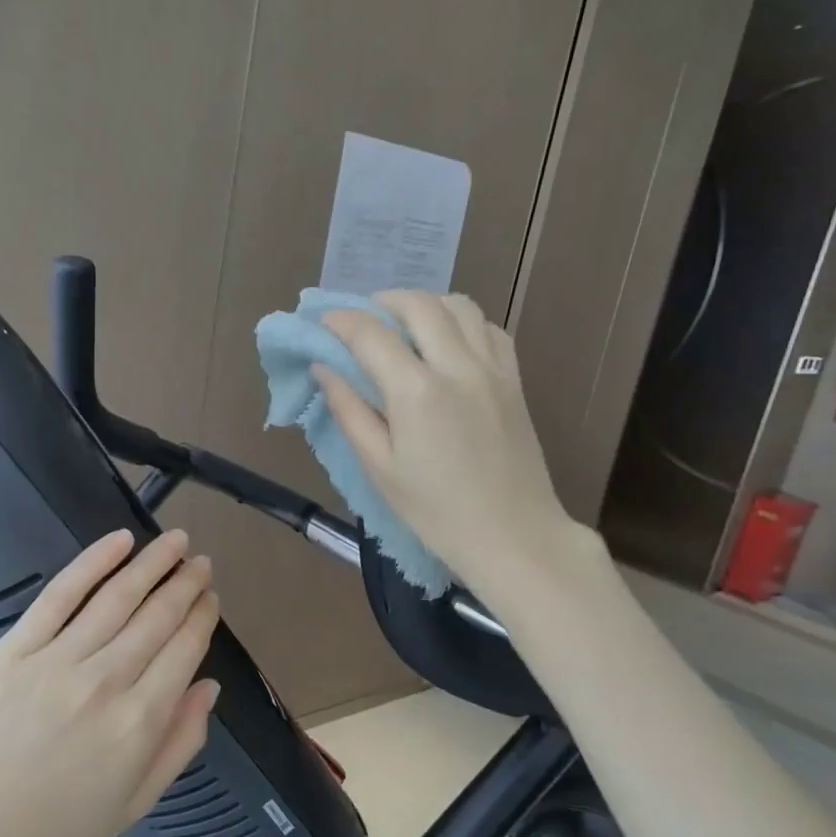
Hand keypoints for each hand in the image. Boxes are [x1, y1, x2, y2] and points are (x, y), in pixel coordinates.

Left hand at [0, 530, 218, 836]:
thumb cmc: (63, 824)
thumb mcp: (139, 799)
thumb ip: (182, 741)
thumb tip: (210, 685)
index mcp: (140, 722)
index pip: (184, 649)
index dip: (203, 616)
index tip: (211, 597)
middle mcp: (105, 683)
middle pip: (157, 616)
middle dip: (186, 583)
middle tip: (201, 562)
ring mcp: (57, 661)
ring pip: (117, 597)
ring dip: (153, 563)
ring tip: (175, 541)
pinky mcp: (16, 650)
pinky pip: (60, 595)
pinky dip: (92, 562)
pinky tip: (120, 541)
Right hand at [317, 291, 580, 595]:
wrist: (513, 535)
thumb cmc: (436, 512)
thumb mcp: (379, 468)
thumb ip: (349, 412)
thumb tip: (324, 370)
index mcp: (417, 392)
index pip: (371, 334)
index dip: (340, 321)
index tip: (321, 322)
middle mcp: (457, 366)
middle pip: (418, 304)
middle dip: (382, 301)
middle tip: (360, 319)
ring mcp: (492, 369)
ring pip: (459, 305)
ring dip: (424, 304)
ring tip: (402, 325)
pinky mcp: (514, 379)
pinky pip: (488, 328)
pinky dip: (461, 321)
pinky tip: (446, 343)